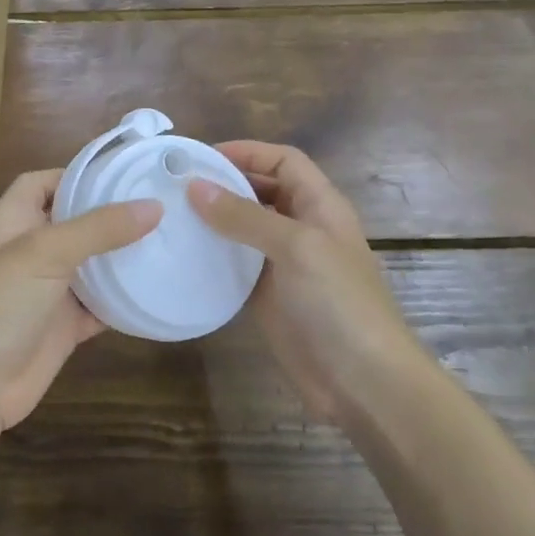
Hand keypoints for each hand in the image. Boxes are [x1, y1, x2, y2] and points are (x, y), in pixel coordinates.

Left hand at [0, 169, 159, 432]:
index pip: (41, 183)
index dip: (74, 174)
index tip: (121, 173)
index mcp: (13, 222)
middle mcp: (31, 252)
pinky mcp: (65, 328)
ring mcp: (49, 291)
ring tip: (170, 237)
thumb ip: (99, 228)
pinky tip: (158, 288)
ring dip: (123, 256)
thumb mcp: (45, 252)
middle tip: (161, 204)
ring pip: (92, 265)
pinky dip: (124, 300)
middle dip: (111, 215)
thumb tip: (154, 206)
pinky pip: (101, 307)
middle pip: (74, 223)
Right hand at [187, 142, 421, 420]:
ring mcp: (285, 265)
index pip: (283, 161)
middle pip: (261, 191)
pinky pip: (236, 265)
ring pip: (245, 229)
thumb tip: (194, 186)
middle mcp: (303, 228)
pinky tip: (183, 255)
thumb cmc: (338, 303)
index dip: (247, 152)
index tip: (201, 157)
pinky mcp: (268, 297)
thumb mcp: (295, 247)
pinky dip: (213, 256)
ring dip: (214, 220)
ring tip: (171, 215)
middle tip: (175, 185)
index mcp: (320, 206)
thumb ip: (245, 216)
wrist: (364, 383)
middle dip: (224, 183)